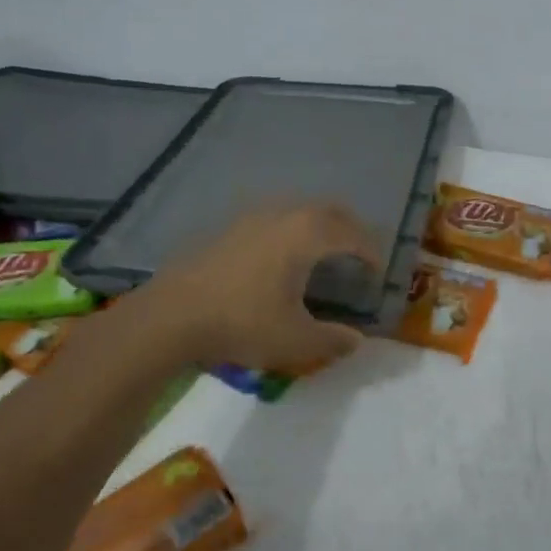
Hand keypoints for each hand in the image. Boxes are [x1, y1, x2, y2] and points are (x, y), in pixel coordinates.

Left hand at [146, 203, 382, 370]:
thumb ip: (333, 339)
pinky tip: (283, 256)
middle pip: (330, 210)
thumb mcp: (295, 340)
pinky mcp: (231, 227)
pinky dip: (294, 230)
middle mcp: (285, 215)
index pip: (353, 235)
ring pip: (301, 210)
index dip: (371, 252)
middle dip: (351, 229)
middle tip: (360, 254)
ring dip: (321, 225)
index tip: (378, 272)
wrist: (172, 315)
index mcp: (308, 235)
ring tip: (325, 252)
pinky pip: (276, 218)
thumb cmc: (242, 323)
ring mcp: (254, 217)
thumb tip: (357, 340)